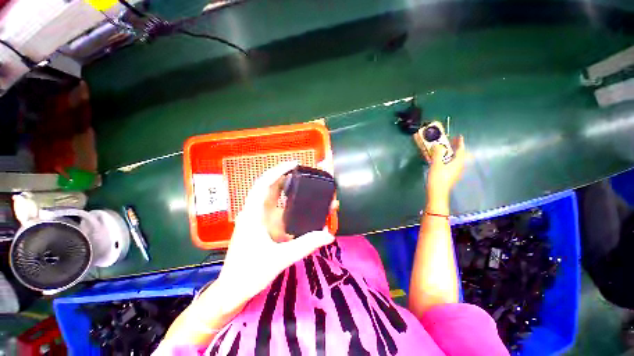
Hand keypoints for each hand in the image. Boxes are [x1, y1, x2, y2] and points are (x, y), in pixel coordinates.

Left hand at [216, 161, 334, 307]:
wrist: (232, 290)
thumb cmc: (250, 274)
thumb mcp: (280, 259)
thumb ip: (305, 245)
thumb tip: (329, 235)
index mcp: (253, 215)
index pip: (263, 184)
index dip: (278, 171)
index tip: (294, 164)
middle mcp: (255, 212)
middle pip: (269, 186)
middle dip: (285, 176)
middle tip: (304, 173)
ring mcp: (258, 219)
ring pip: (273, 197)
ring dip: (287, 188)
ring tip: (305, 184)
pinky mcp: (263, 226)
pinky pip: (276, 208)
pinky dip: (288, 202)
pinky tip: (300, 203)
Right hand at [426, 136, 465, 198]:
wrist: (437, 193)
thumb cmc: (438, 178)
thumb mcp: (436, 164)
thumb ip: (437, 153)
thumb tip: (438, 145)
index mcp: (457, 163)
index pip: (460, 150)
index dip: (460, 143)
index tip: (459, 136)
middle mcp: (458, 167)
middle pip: (460, 155)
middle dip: (456, 148)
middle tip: (451, 142)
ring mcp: (455, 172)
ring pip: (455, 160)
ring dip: (451, 154)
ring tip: (445, 150)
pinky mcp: (450, 176)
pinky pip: (451, 164)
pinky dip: (448, 159)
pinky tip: (442, 161)